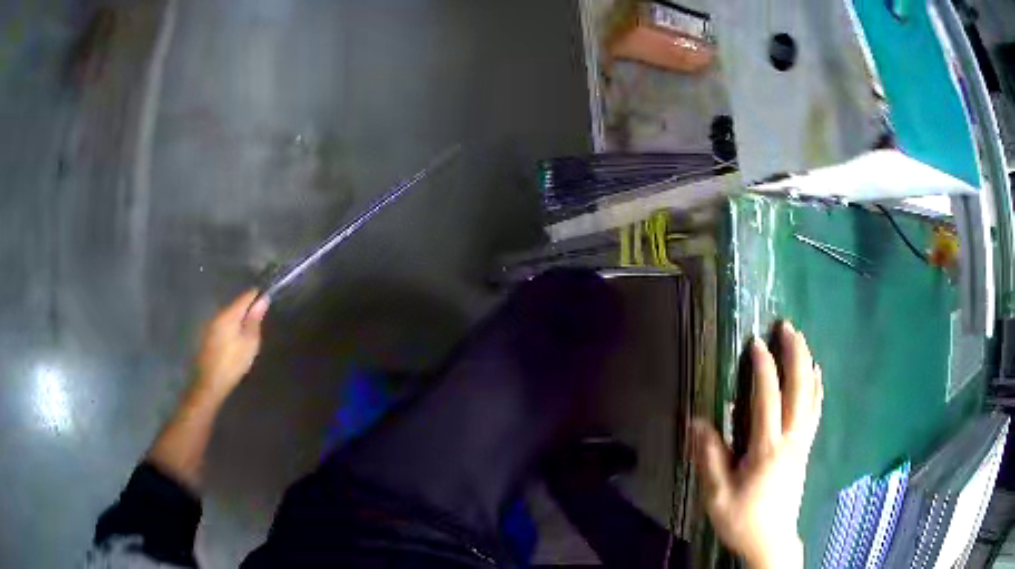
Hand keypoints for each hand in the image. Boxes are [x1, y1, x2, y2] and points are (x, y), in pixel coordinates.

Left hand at [194, 289, 269, 399]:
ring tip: (248, 331)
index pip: (246, 296)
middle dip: (247, 309)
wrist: (210, 383)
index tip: (267, 301)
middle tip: (260, 320)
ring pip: (228, 315)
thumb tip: (262, 299)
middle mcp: (218, 314)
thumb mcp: (250, 343)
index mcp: (229, 314)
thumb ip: (255, 320)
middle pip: (236, 305)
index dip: (257, 296)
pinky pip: (222, 325)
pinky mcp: (207, 336)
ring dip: (238, 319)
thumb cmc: (233, 363)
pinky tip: (235, 340)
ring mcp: (210, 325)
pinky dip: (231, 328)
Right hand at [692, 321, 822, 568]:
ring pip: (811, 396)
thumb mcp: (717, 494)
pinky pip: (815, 411)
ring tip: (801, 340)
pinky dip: (817, 387)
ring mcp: (802, 443)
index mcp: (768, 449)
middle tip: (787, 326)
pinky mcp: (805, 448)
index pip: (768, 399)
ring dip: (807, 364)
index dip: (763, 369)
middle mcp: (791, 440)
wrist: (771, 540)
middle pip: (799, 390)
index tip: (756, 342)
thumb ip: (709, 457)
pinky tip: (817, 374)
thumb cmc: (742, 518)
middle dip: (794, 355)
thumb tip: (696, 420)